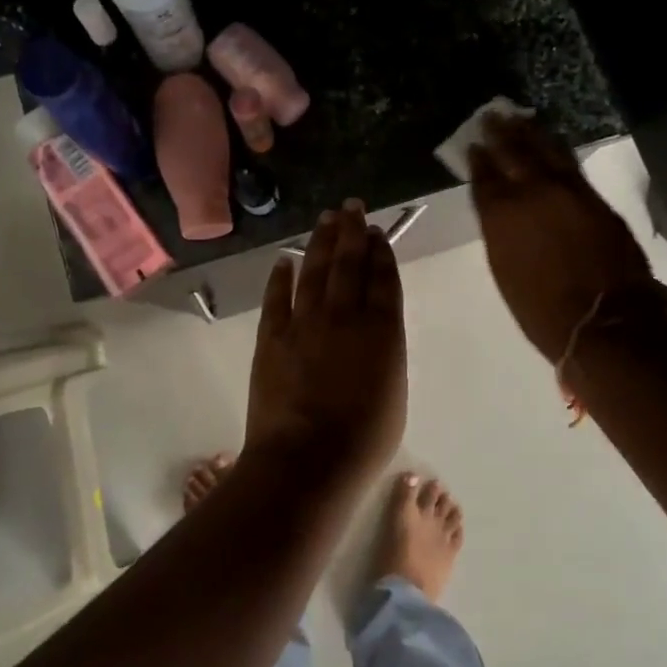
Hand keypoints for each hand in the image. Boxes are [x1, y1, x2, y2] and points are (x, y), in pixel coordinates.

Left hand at [245, 200, 406, 487]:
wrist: (307, 459)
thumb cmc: (363, 440)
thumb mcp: (394, 394)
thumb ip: (386, 354)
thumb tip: (374, 330)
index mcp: (382, 331)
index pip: (382, 279)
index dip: (380, 252)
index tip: (376, 232)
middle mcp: (344, 316)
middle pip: (349, 264)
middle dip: (352, 232)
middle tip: (352, 207)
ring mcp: (304, 323)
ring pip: (314, 271)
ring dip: (320, 242)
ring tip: (326, 219)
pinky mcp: (272, 336)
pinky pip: (277, 298)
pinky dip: (281, 276)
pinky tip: (285, 259)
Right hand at [469, 114, 666, 362]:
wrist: (602, 321)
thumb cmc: (542, 311)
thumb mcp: (506, 272)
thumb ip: (501, 235)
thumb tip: (502, 215)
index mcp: (501, 217)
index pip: (485, 178)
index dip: (478, 160)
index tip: (473, 144)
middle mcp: (532, 195)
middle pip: (514, 154)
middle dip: (501, 134)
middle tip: (492, 116)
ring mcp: (568, 192)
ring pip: (545, 151)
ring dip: (530, 132)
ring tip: (519, 118)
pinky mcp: (595, 198)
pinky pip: (570, 163)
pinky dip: (557, 149)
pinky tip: (552, 143)